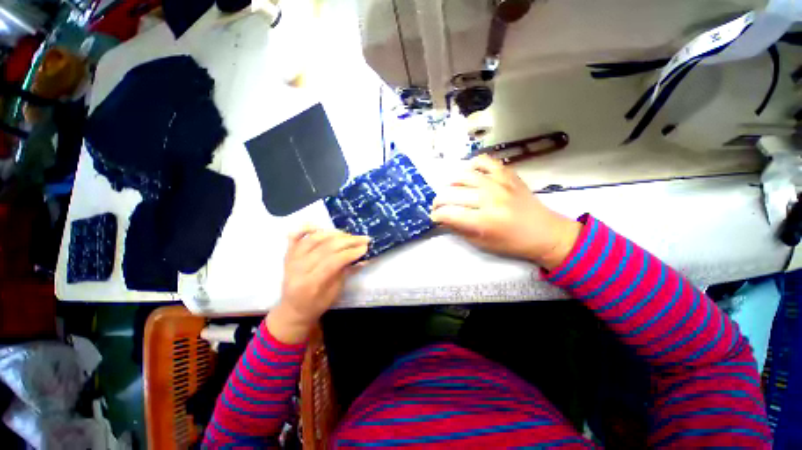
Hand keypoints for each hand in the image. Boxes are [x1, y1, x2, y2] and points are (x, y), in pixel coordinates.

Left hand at [267, 227, 369, 343]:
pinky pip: (294, 236)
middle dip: (348, 241)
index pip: (333, 261)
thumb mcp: (334, 293)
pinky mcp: (288, 254)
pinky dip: (306, 228)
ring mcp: (291, 259)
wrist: (293, 309)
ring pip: (313, 239)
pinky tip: (318, 226)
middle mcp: (298, 269)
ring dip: (333, 233)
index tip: (365, 247)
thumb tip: (362, 256)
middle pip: (325, 247)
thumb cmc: (317, 304)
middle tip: (363, 238)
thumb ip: (346, 272)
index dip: (351, 252)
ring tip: (347, 234)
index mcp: (310, 283)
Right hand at [430, 155, 580, 269]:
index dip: (437, 215)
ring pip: (463, 176)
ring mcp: (499, 182)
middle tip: (439, 206)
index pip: (449, 214)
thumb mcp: (482, 243)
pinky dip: (472, 165)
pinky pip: (484, 161)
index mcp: (484, 221)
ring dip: (450, 184)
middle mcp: (490, 199)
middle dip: (439, 201)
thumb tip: (442, 219)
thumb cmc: (512, 243)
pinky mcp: (507, 174)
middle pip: (452, 194)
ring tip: (451, 191)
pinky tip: (469, 175)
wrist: (545, 232)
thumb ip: (459, 229)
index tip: (435, 217)